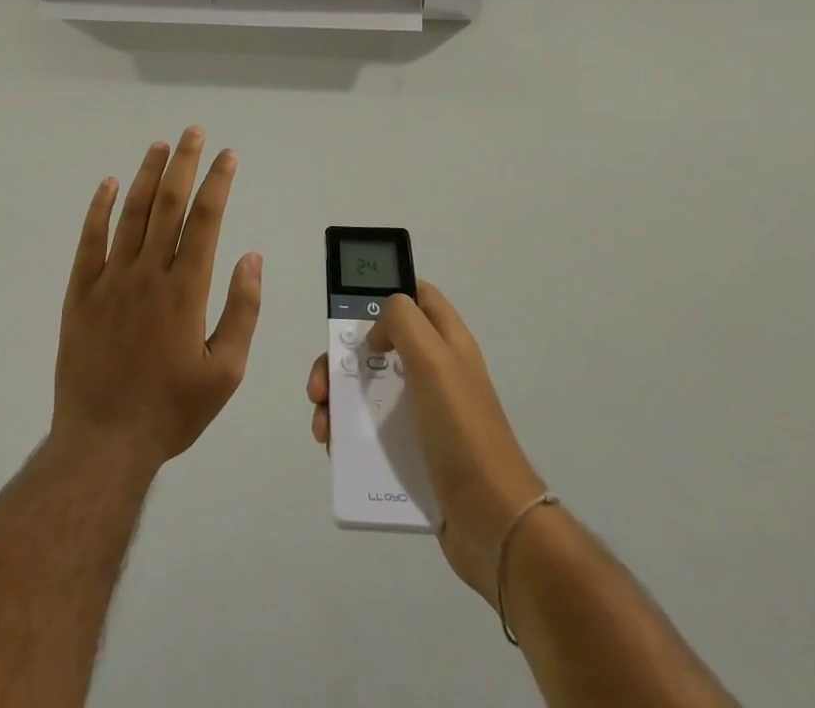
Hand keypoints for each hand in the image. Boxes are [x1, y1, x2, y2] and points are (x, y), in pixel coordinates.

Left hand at [54, 128, 262, 472]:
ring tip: (160, 146)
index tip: (227, 155)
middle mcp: (149, 273)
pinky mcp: (80, 293)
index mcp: (186, 289)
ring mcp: (110, 280)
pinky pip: (89, 241)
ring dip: (146, 176)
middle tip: (193, 132)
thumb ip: (242, 311)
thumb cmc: (171, 410)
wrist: (104, 443)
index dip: (218, 182)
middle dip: (184, 164)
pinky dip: (98, 209)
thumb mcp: (225, 372)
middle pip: (169, 205)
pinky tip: (107, 184)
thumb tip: (251, 257)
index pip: (206, 220)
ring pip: (130, 214)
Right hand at [307, 282, 542, 604]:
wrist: (492, 522)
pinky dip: (346, 433)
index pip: (418, 296)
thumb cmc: (462, 431)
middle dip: (342, 356)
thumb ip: (403, 322)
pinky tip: (333, 448)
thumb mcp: (434, 360)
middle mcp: (435, 372)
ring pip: (369, 388)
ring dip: (337, 398)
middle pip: (380, 344)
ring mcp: (424, 414)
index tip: (350, 309)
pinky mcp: (413, 453)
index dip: (386, 291)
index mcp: (447, 342)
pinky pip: (371, 431)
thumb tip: (376, 331)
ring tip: (323, 423)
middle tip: (321, 381)